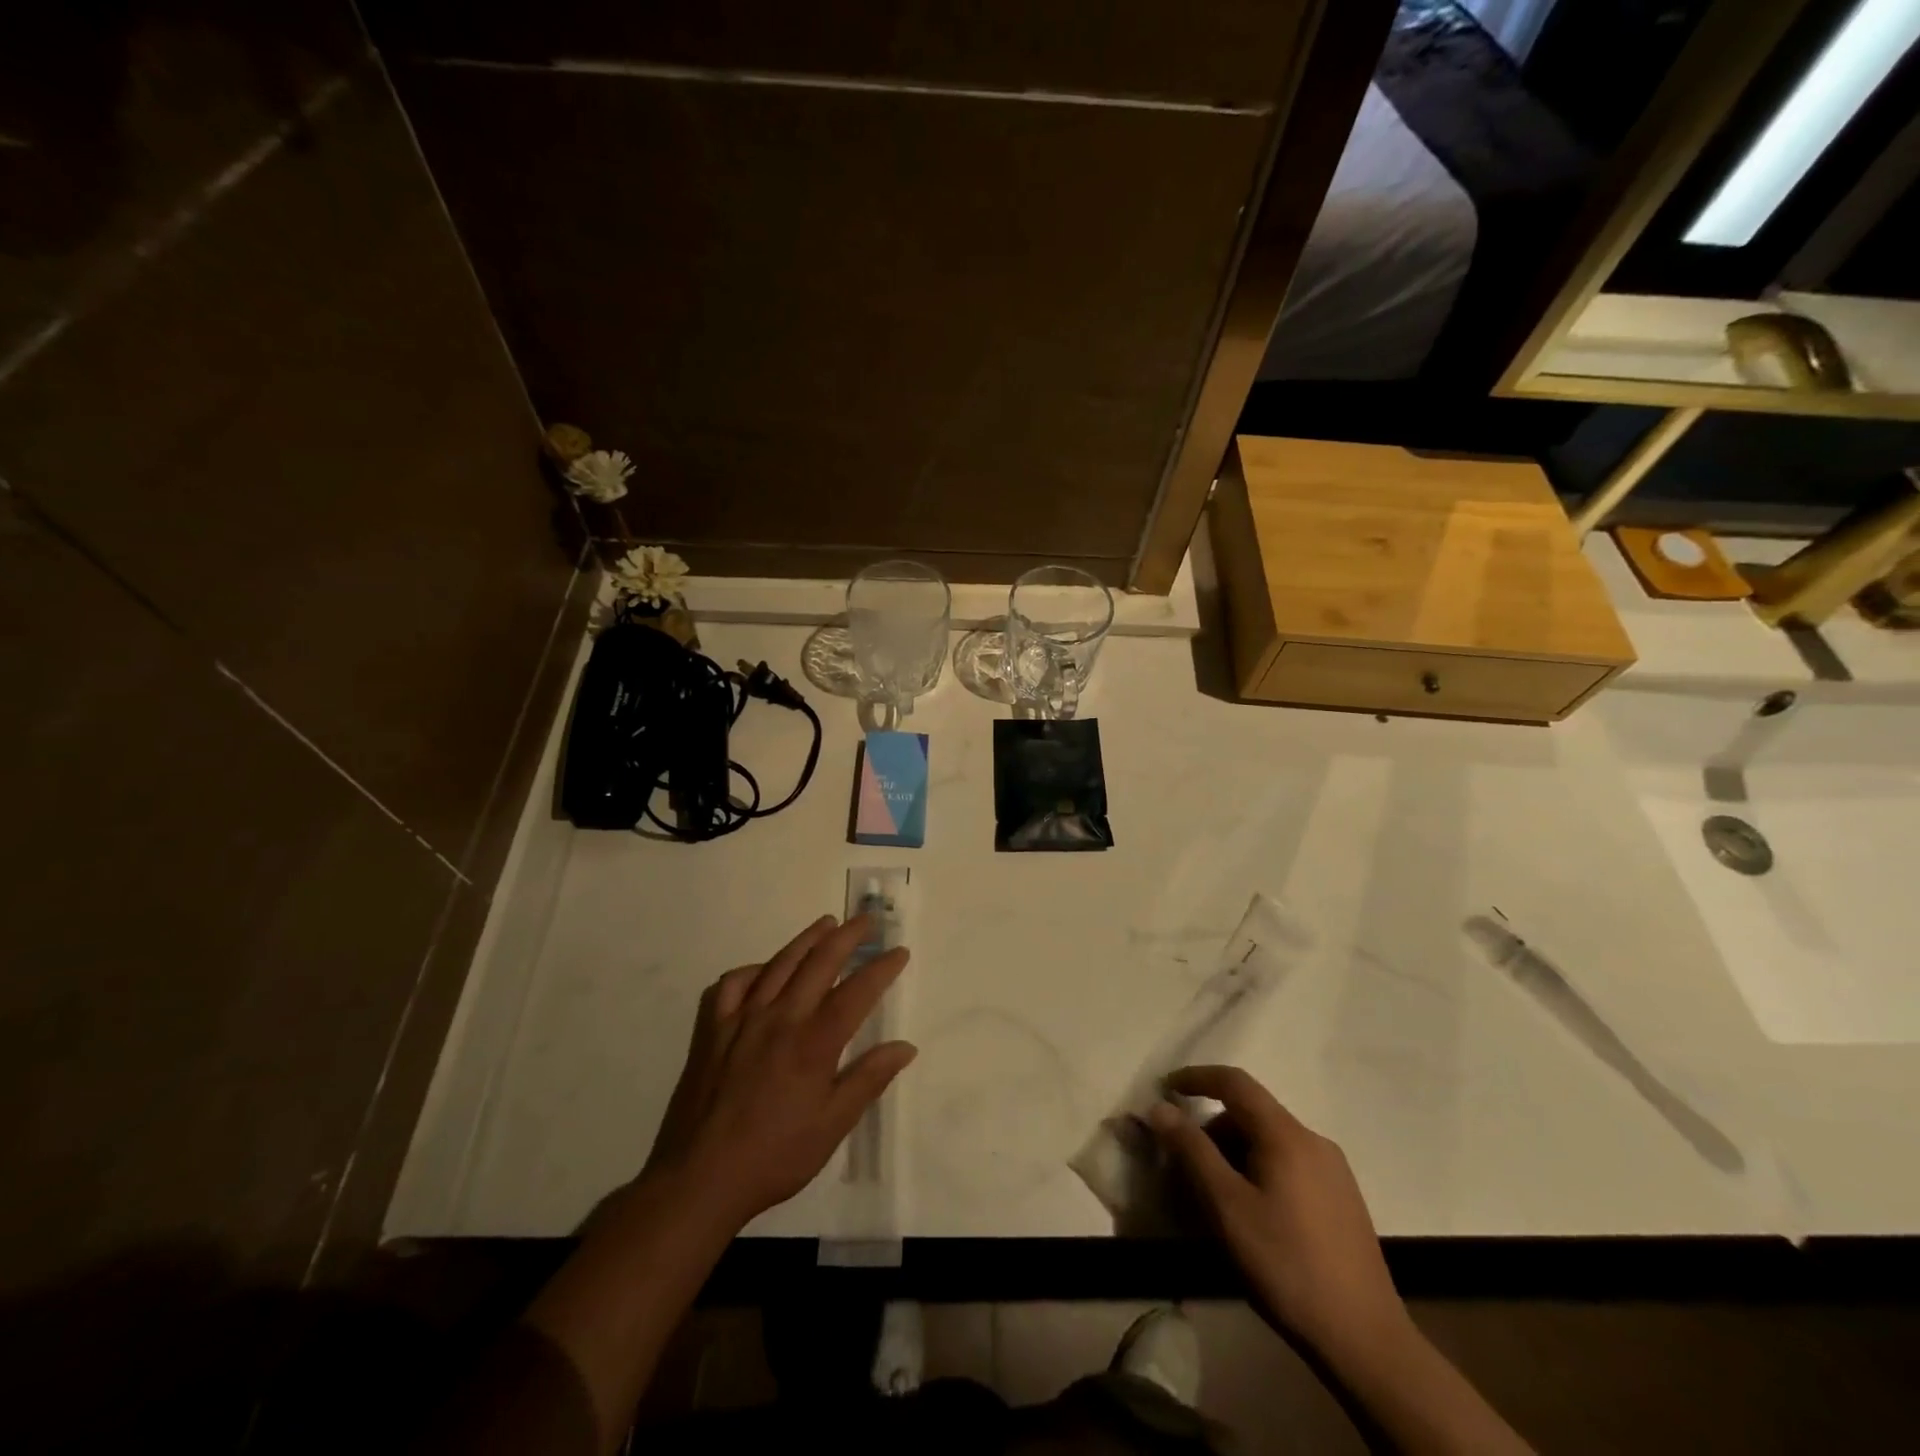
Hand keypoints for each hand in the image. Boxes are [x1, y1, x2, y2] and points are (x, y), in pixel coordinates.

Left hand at [642, 915, 915, 1228]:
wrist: (699, 1178)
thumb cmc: (775, 1156)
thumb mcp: (832, 1126)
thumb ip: (868, 1080)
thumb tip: (905, 1047)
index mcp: (814, 1043)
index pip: (857, 992)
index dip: (881, 968)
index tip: (899, 951)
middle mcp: (780, 1018)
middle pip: (819, 963)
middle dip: (847, 937)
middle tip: (866, 921)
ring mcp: (742, 1019)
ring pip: (779, 964)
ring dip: (807, 939)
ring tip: (826, 924)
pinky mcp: (712, 1029)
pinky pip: (732, 983)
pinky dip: (753, 969)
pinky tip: (764, 969)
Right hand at [1149, 1065, 1407, 1359]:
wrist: (1366, 1342)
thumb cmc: (1286, 1265)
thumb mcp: (1226, 1207)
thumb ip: (1191, 1151)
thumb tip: (1161, 1108)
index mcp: (1286, 1135)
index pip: (1235, 1082)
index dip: (1197, 1077)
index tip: (1167, 1087)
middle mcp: (1314, 1141)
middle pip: (1252, 1114)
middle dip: (1213, 1130)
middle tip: (1187, 1166)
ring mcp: (1334, 1171)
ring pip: (1270, 1141)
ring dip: (1235, 1154)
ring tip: (1217, 1198)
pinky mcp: (1343, 1200)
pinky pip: (1289, 1164)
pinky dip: (1259, 1171)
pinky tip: (1253, 1215)